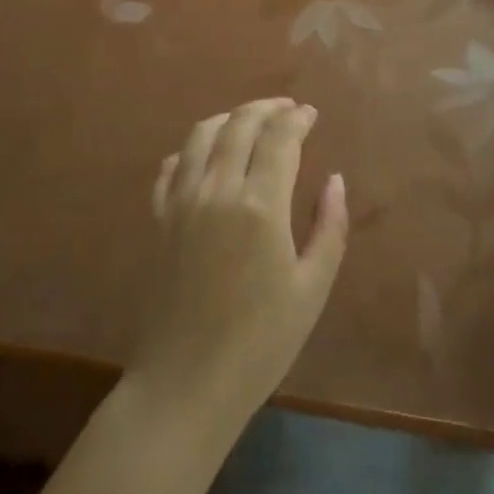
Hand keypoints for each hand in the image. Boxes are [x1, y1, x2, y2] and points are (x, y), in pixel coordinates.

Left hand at [130, 99, 347, 429]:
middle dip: (266, 108)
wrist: (184, 385)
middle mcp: (217, 189)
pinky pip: (170, 168)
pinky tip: (201, 156)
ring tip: (248, 120)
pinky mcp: (158, 221)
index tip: (311, 114)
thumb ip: (329, 227)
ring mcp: (181, 202)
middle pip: (239, 124)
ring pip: (200, 136)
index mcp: (260, 205)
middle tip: (286, 108)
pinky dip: (189, 150)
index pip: (279, 137)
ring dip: (228, 118)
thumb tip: (335, 180)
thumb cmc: (260, 343)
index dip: (297, 119)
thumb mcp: (311, 289)